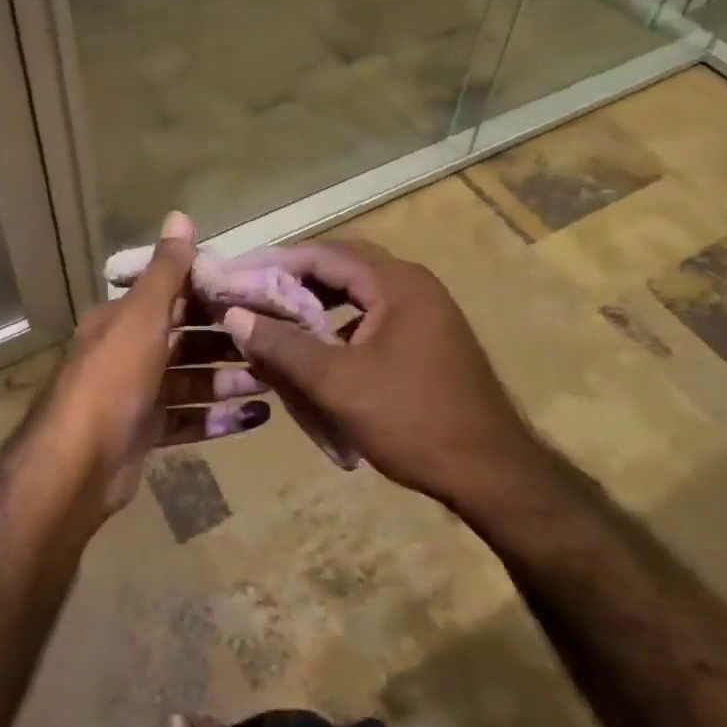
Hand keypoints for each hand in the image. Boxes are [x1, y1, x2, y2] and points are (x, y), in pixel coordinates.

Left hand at [43, 212, 271, 514]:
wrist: (77, 466)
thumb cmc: (113, 379)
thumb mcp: (143, 316)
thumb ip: (166, 270)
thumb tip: (180, 215)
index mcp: (124, 319)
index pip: (174, 297)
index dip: (212, 294)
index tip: (255, 296)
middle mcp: (128, 351)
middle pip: (186, 340)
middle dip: (227, 342)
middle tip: (272, 343)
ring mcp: (136, 395)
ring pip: (191, 380)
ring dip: (228, 380)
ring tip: (271, 382)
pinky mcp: (145, 433)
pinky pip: (188, 419)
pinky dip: (218, 418)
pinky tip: (254, 419)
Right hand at [219, 240, 536, 510]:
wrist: (493, 473)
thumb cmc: (412, 420)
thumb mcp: (337, 384)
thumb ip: (283, 346)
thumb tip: (233, 315)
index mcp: (396, 282)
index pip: (324, 254)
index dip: (276, 262)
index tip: (237, 276)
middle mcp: (413, 284)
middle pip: (342, 267)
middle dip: (294, 279)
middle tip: (251, 292)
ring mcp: (426, 311)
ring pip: (358, 292)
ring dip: (318, 301)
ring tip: (276, 316)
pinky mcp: (429, 337)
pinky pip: (374, 315)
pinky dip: (341, 323)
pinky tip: (318, 347)